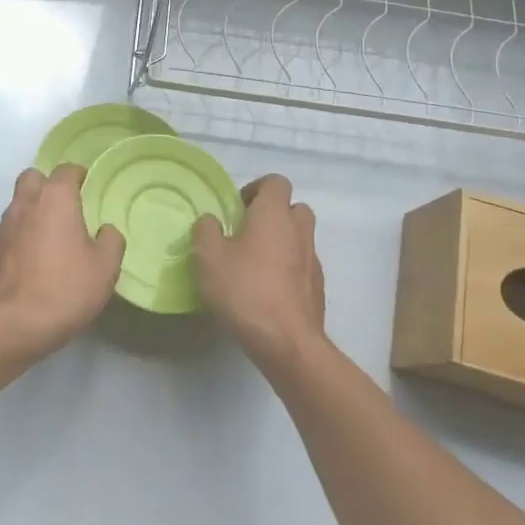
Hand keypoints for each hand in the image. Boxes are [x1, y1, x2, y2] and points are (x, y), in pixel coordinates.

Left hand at [0, 166, 125, 356]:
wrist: (15, 323)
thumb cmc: (66, 288)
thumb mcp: (105, 267)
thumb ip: (110, 240)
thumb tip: (106, 230)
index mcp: (55, 199)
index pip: (65, 170)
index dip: (77, 174)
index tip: (86, 183)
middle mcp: (26, 203)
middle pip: (33, 177)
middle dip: (48, 184)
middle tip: (65, 205)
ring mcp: (4, 226)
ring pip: (18, 203)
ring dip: (33, 210)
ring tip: (50, 235)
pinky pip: (9, 230)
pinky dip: (21, 234)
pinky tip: (33, 258)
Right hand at [193, 174, 325, 368]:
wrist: (287, 343)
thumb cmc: (245, 291)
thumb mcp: (207, 258)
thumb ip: (206, 231)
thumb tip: (212, 222)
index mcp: (274, 215)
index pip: (276, 182)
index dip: (256, 189)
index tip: (237, 209)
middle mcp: (299, 231)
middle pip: (294, 208)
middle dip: (274, 214)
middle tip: (247, 233)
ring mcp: (314, 261)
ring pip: (300, 238)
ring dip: (282, 243)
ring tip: (255, 265)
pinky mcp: (318, 289)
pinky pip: (303, 266)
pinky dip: (289, 270)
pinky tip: (268, 291)